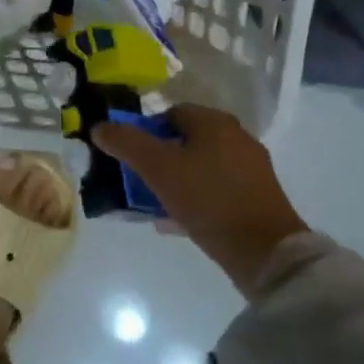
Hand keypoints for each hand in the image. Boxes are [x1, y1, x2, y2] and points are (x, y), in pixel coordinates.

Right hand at [92, 105, 315, 296]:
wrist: (264, 250)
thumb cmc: (208, 198)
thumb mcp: (158, 167)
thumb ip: (126, 143)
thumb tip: (99, 126)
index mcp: (215, 122)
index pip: (170, 113)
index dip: (145, 130)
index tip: (129, 155)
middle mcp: (236, 138)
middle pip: (185, 140)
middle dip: (158, 158)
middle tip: (137, 179)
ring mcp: (250, 169)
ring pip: (199, 167)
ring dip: (174, 181)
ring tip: (151, 203)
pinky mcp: (256, 198)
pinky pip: (215, 192)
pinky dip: (193, 200)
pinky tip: (173, 221)